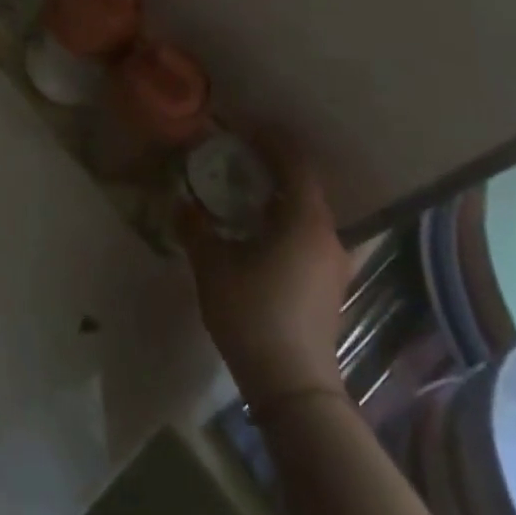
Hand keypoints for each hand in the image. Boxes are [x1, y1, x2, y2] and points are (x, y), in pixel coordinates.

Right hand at [179, 133, 347, 409]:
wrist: (293, 386)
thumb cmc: (253, 313)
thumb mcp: (212, 265)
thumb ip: (195, 227)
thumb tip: (180, 203)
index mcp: (306, 220)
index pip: (296, 163)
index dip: (272, 140)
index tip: (245, 128)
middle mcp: (329, 235)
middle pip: (307, 185)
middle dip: (275, 166)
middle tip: (240, 155)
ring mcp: (334, 263)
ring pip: (310, 212)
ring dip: (282, 195)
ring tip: (248, 189)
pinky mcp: (330, 284)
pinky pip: (310, 233)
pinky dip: (288, 219)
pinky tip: (261, 228)